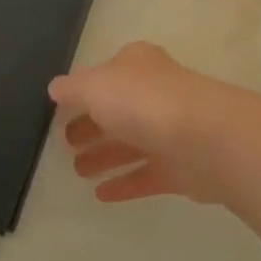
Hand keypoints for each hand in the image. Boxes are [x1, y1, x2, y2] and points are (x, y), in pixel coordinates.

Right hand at [50, 41, 260, 205]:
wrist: (204, 138)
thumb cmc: (144, 101)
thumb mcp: (95, 86)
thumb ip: (73, 88)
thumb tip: (56, 88)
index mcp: (137, 65)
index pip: (105, 74)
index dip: (84, 90)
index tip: (61, 111)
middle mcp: (155, 92)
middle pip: (117, 109)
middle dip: (92, 125)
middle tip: (65, 144)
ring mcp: (170, 130)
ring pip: (131, 143)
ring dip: (104, 155)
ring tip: (77, 172)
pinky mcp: (181, 167)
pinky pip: (146, 175)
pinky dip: (125, 183)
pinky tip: (101, 195)